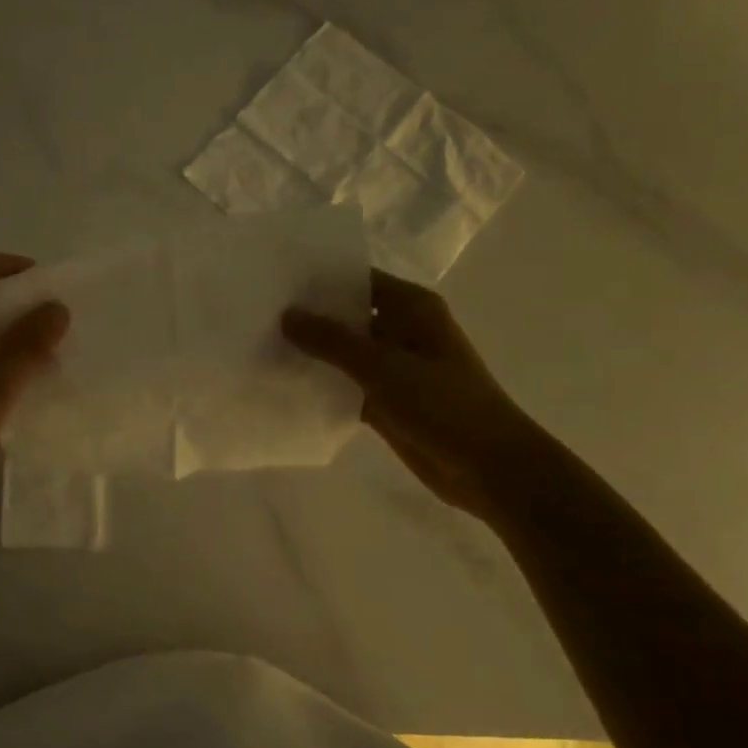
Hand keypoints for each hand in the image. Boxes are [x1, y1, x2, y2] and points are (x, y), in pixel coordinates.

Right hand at [283, 270, 543, 520]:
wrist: (489, 469)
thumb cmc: (444, 405)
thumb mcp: (383, 367)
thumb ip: (332, 340)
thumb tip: (286, 315)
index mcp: (412, 308)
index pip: (358, 279)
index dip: (320, 278)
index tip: (275, 279)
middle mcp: (402, 330)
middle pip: (348, 315)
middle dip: (309, 316)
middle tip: (258, 312)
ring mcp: (394, 368)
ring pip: (344, 353)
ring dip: (312, 353)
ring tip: (260, 345)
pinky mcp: (386, 400)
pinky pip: (346, 385)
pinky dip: (322, 385)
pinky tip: (283, 385)